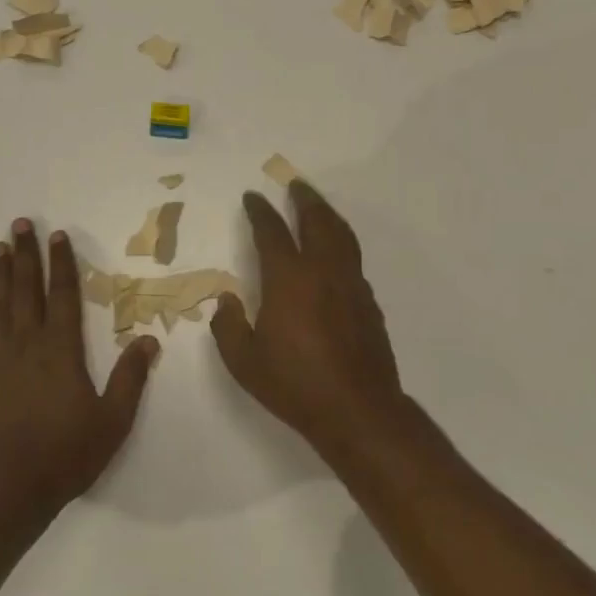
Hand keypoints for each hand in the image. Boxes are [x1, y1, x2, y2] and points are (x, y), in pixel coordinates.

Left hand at [0, 219, 159, 528]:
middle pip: (27, 289)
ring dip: (0, 274)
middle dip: (26, 255)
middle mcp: (28, 344)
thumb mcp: (112, 420)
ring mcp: (0, 358)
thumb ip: (130, 378)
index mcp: (62, 350)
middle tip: (19, 224)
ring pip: (0, 305)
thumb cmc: (66, 454)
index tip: (58, 235)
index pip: (63, 295)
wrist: (7, 488)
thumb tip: (149, 340)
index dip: (62, 263)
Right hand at [211, 180, 408, 456]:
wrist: (358, 410)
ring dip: (327, 215)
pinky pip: (353, 258)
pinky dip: (341, 242)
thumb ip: (229, 326)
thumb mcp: (245, 362)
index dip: (260, 211)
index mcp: (288, 279)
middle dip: (304, 199)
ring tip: (317, 206)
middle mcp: (323, 272)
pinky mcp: (368, 301)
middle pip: (317, 221)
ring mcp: (350, 284)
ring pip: (342, 235)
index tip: (253, 197)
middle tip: (295, 184)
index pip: (272, 232)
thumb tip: (226, 300)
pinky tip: (334, 252)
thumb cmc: (295, 385)